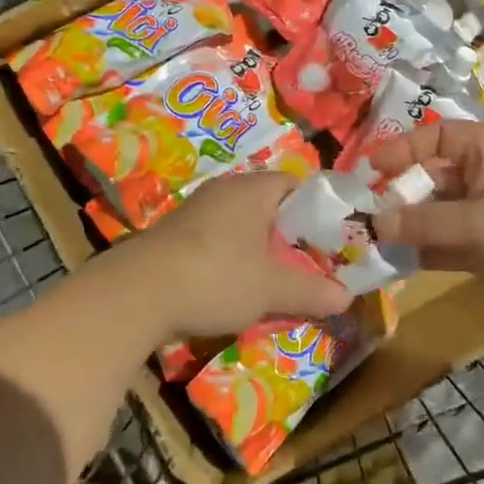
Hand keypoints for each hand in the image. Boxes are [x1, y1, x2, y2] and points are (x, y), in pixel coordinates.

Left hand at [116, 171, 353, 340]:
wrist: (136, 294)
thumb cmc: (216, 276)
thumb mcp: (271, 289)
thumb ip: (311, 291)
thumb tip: (347, 298)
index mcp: (252, 190)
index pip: (295, 184)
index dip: (317, 209)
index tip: (330, 238)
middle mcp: (223, 191)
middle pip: (268, 206)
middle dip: (288, 235)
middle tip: (308, 263)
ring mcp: (194, 212)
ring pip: (240, 225)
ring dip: (257, 250)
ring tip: (274, 280)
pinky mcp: (173, 236)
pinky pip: (215, 241)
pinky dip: (230, 260)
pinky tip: (233, 288)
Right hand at [367, 121, 483, 322]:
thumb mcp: (481, 223)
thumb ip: (426, 224)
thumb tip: (377, 224)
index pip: (438, 137)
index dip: (403, 148)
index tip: (371, 170)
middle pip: (437, 179)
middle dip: (403, 196)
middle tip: (368, 217)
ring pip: (444, 215)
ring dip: (414, 228)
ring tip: (377, 244)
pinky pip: (457, 244)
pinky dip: (433, 252)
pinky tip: (403, 264)